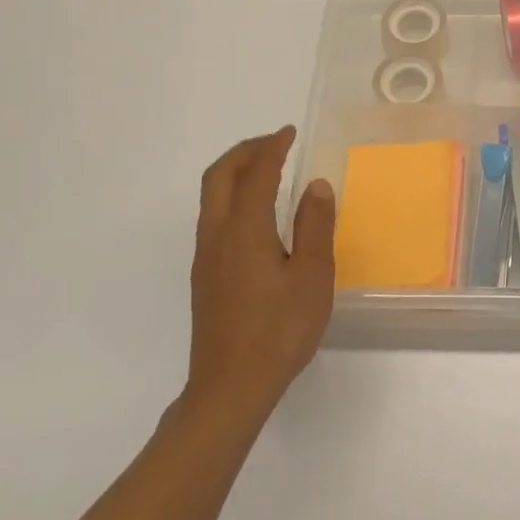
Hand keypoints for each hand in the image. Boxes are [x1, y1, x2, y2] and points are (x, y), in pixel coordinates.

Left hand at [185, 127, 335, 415]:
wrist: (229, 387)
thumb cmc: (279, 330)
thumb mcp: (312, 277)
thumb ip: (314, 226)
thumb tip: (315, 185)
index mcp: (245, 231)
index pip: (256, 173)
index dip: (272, 147)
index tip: (290, 132)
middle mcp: (217, 236)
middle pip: (219, 176)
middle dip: (244, 151)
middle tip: (274, 143)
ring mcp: (206, 257)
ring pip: (212, 197)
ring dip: (235, 173)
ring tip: (267, 170)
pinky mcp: (204, 276)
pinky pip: (214, 217)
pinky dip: (233, 196)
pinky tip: (257, 214)